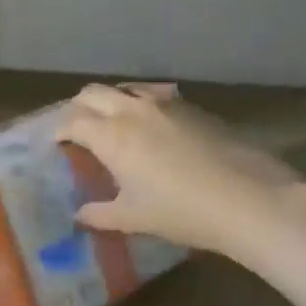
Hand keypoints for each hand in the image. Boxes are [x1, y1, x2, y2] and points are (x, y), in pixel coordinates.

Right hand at [54, 83, 305, 260]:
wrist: (248, 199)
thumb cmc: (180, 211)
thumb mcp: (132, 218)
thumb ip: (99, 214)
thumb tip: (80, 215)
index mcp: (111, 135)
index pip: (73, 121)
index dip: (60, 131)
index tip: (57, 144)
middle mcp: (133, 110)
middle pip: (94, 93)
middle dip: (79, 107)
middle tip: (78, 129)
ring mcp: (166, 104)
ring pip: (126, 88)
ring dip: (112, 100)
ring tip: (113, 122)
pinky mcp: (194, 108)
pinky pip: (156, 95)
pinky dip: (142, 104)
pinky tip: (153, 126)